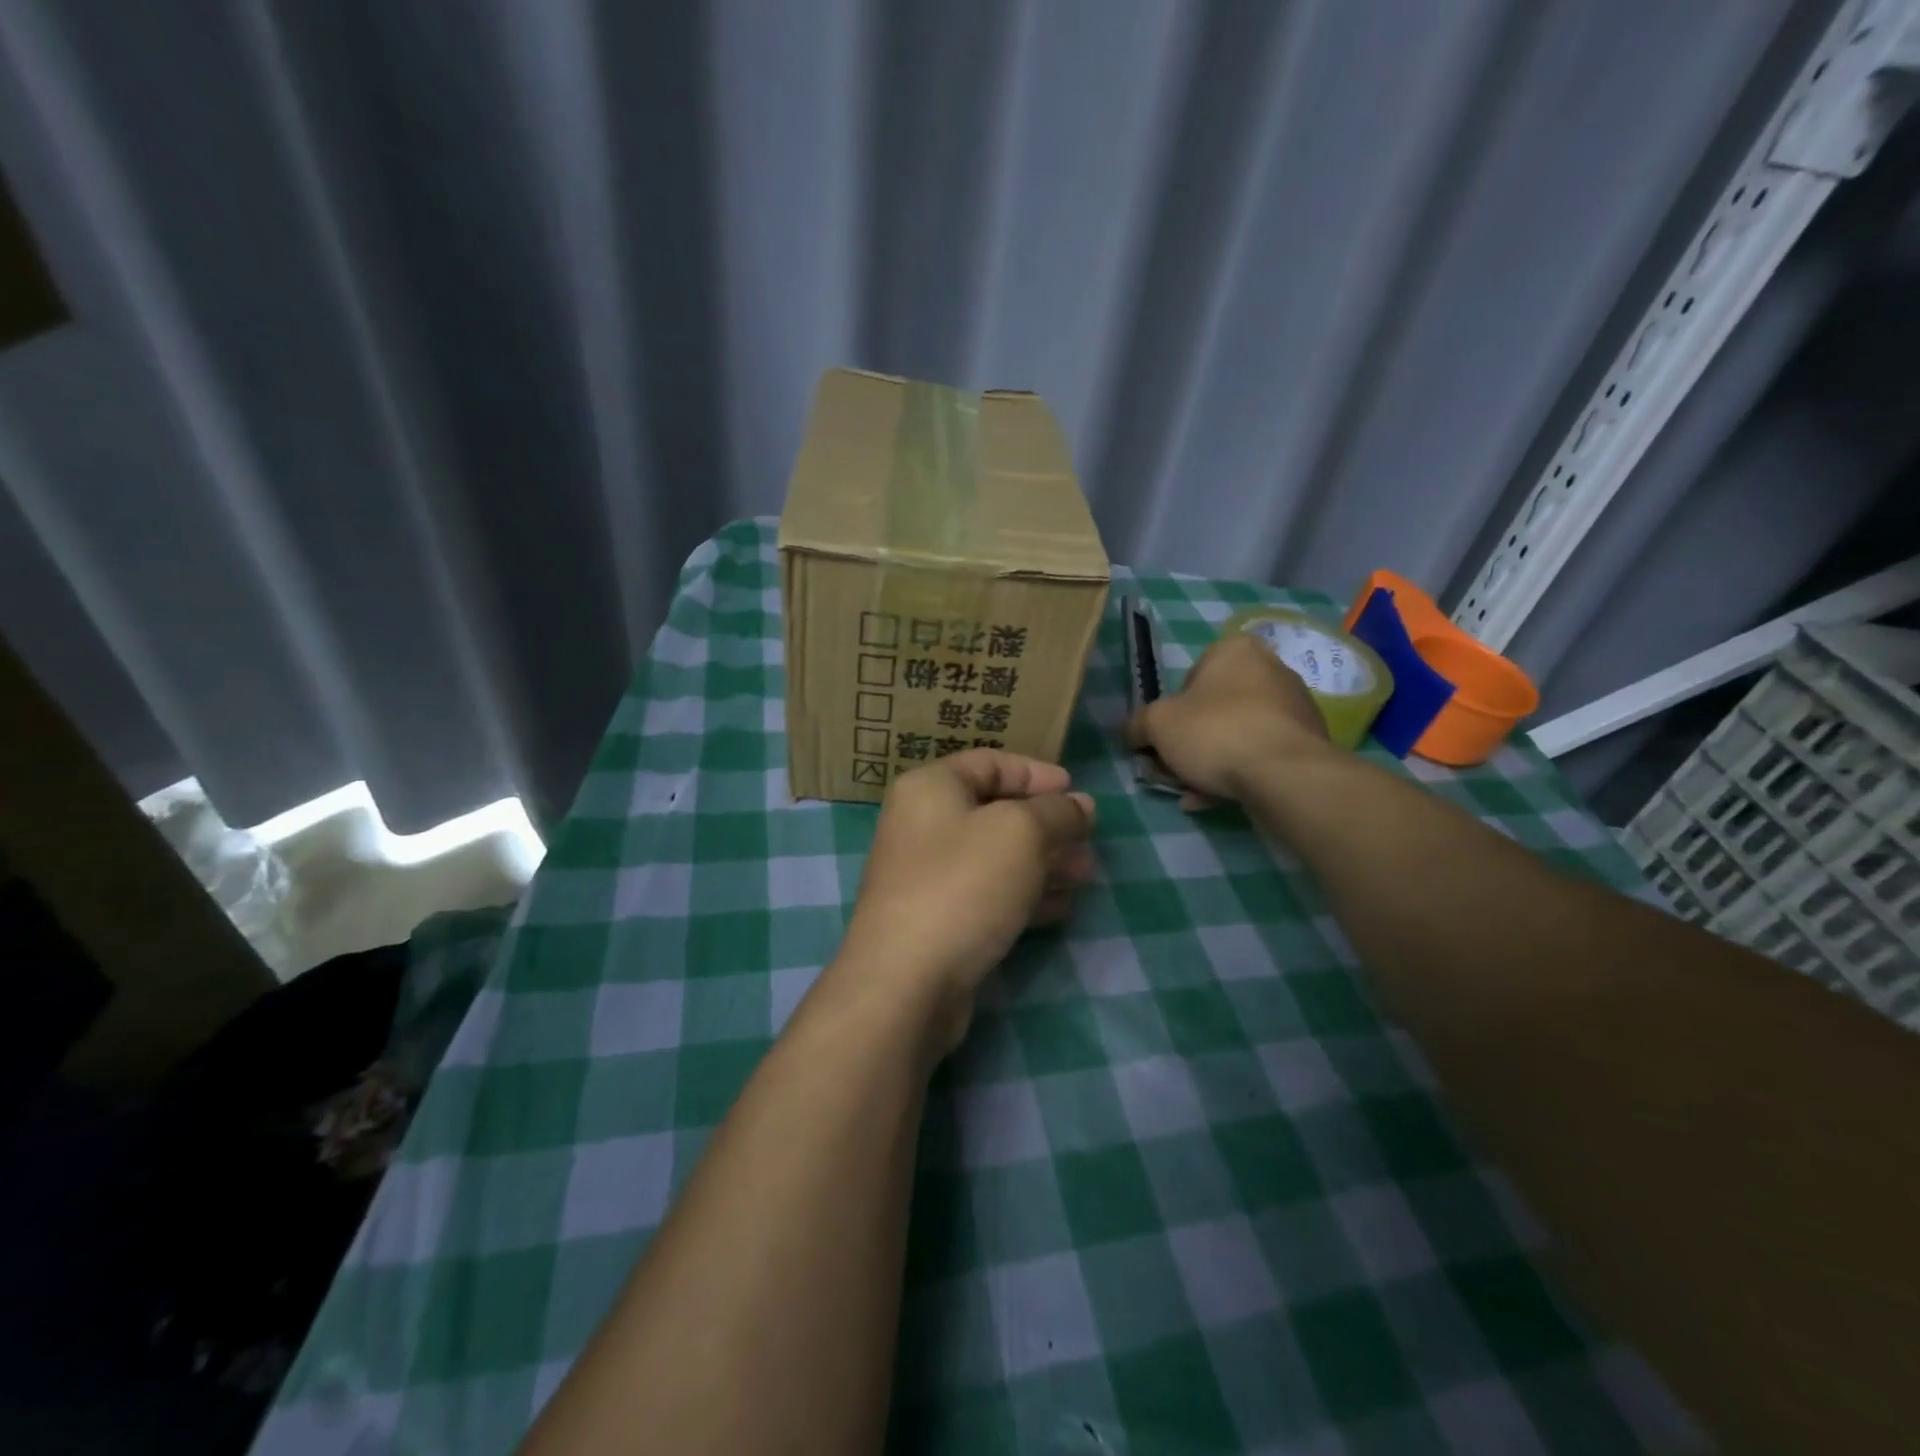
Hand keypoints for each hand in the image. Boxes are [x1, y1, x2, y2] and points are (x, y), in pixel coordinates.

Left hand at [833, 750, 1095, 1052]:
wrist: (905, 982)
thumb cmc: (963, 885)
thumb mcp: (1020, 833)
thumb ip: (1057, 812)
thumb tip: (1081, 805)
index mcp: (931, 788)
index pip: (989, 763)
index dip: (1036, 773)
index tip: (1076, 791)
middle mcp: (923, 825)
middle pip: (995, 812)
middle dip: (1047, 825)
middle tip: (1088, 842)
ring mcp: (927, 876)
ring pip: (996, 857)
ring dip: (1043, 862)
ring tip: (1085, 875)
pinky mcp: (937, 920)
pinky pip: (988, 895)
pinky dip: (1024, 896)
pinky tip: (1061, 908)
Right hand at [1124, 631, 1330, 806]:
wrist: (1284, 775)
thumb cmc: (1215, 732)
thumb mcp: (1156, 724)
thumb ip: (1138, 725)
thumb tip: (1133, 734)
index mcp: (1235, 650)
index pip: (1190, 675)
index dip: (1170, 710)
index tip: (1162, 739)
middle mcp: (1270, 669)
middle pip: (1213, 708)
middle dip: (1189, 742)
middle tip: (1172, 770)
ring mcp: (1294, 706)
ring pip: (1235, 734)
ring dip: (1209, 763)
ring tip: (1191, 794)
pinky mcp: (1307, 742)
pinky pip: (1259, 755)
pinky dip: (1236, 774)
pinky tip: (1215, 800)